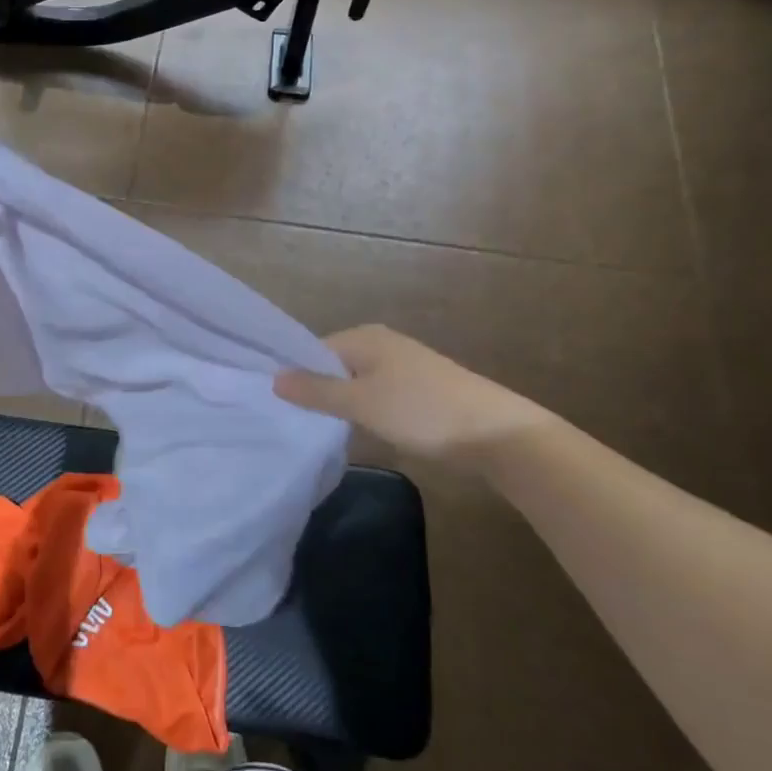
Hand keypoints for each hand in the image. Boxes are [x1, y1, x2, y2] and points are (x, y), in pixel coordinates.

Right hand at [274, 325, 550, 466]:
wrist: (497, 434)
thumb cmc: (421, 411)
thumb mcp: (360, 403)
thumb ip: (316, 391)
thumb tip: (274, 379)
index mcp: (364, 337)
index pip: (311, 350)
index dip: (294, 376)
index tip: (276, 406)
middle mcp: (381, 343)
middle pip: (333, 366)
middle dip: (315, 391)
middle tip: (293, 421)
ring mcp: (403, 366)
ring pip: (355, 383)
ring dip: (340, 404)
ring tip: (319, 430)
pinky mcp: (419, 389)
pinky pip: (376, 395)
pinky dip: (364, 411)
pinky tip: (359, 432)